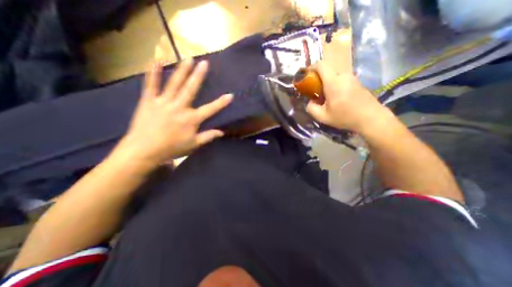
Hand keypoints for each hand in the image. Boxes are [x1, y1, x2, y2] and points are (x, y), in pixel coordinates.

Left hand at [115, 59, 231, 168]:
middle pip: (191, 89)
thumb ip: (208, 137)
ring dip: (182, 70)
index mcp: (191, 119)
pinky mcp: (149, 101)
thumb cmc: (171, 148)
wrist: (143, 150)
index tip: (230, 95)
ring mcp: (163, 102)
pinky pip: (151, 84)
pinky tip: (157, 60)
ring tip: (188, 58)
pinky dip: (154, 72)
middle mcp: (179, 107)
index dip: (221, 103)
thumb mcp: (193, 145)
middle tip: (205, 63)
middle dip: (199, 76)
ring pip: (174, 83)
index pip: (210, 109)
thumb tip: (222, 132)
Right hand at [303, 61, 392, 133]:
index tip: (306, 76)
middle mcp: (343, 76)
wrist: (371, 118)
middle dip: (319, 79)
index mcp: (333, 82)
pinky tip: (337, 98)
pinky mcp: (357, 82)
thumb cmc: (345, 117)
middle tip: (316, 92)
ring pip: (334, 76)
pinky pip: (342, 79)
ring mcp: (352, 78)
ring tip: (327, 97)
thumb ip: (311, 108)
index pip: (321, 65)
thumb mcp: (323, 117)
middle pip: (327, 71)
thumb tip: (310, 102)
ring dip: (327, 83)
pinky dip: (335, 85)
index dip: (311, 67)